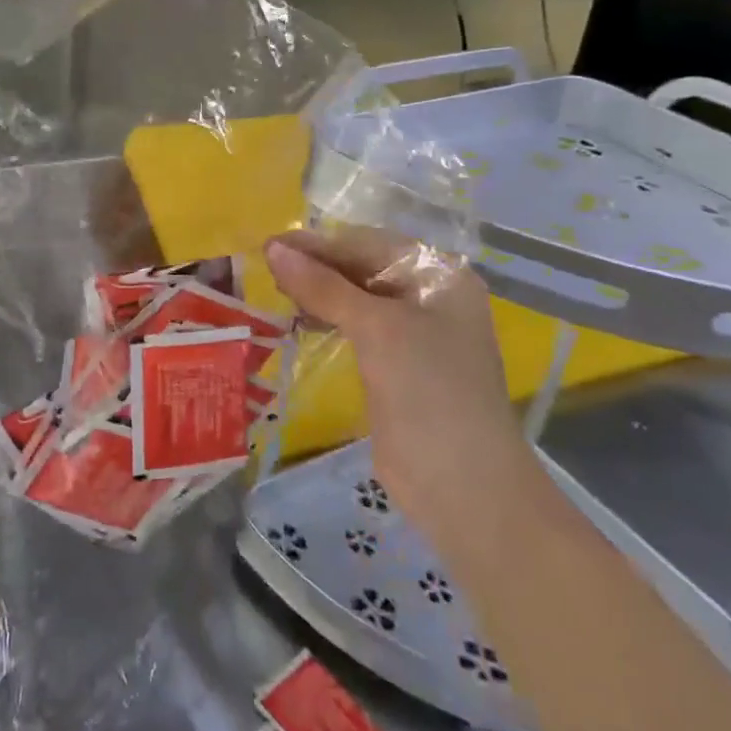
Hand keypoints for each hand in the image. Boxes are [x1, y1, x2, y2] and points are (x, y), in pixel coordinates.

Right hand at [264, 228, 531, 556]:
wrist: (464, 487)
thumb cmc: (428, 390)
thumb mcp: (376, 328)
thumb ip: (323, 286)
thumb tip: (274, 248)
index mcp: (439, 276)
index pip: (369, 245)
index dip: (319, 244)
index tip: (270, 244)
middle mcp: (429, 298)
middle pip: (363, 269)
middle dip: (317, 266)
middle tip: (267, 268)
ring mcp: (414, 334)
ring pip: (356, 298)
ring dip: (318, 293)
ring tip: (277, 291)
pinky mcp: (397, 366)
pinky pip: (356, 329)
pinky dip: (327, 320)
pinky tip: (299, 321)